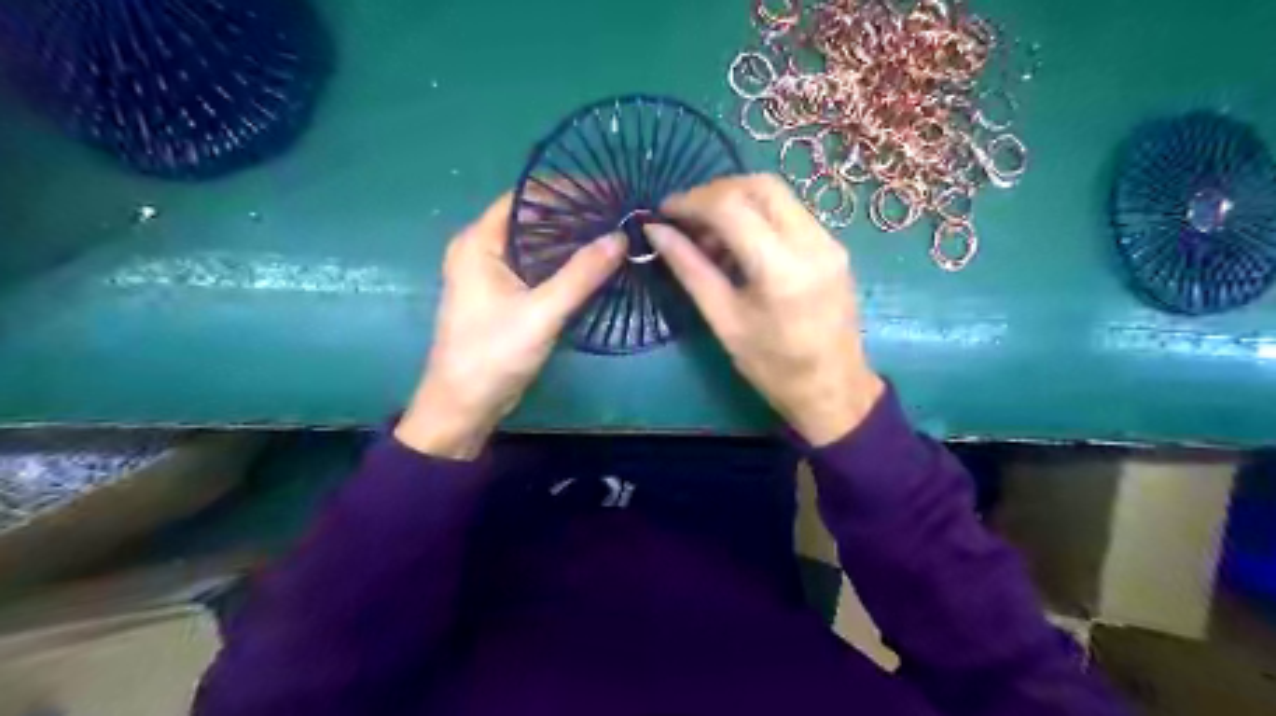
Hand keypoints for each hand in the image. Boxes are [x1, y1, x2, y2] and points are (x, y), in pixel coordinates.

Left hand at [394, 194, 622, 458]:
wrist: (464, 406)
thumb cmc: (493, 354)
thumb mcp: (541, 313)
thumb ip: (581, 274)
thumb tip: (620, 237)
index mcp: (479, 242)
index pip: (526, 197)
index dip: (567, 189)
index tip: (608, 190)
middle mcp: (482, 249)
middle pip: (533, 218)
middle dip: (575, 214)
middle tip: (619, 212)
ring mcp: (492, 273)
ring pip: (537, 243)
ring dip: (572, 239)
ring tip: (614, 232)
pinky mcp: (503, 294)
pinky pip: (537, 266)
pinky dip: (564, 262)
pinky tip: (594, 264)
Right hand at [649, 173, 877, 442]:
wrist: (834, 389)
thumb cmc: (773, 367)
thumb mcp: (724, 321)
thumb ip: (690, 269)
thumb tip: (656, 231)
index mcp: (781, 269)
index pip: (731, 207)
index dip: (690, 201)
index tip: (663, 213)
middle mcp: (812, 243)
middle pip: (759, 185)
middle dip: (714, 192)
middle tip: (685, 219)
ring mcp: (829, 241)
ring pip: (776, 194)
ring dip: (736, 202)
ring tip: (708, 237)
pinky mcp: (834, 246)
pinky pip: (790, 212)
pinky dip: (758, 216)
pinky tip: (738, 245)